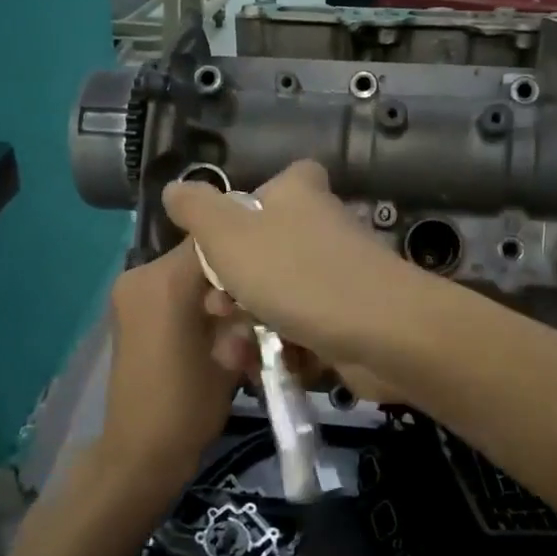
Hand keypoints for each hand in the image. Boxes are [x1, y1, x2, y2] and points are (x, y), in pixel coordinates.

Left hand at [95, 241, 239, 499]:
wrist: (139, 451)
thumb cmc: (189, 406)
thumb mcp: (231, 354)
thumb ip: (243, 311)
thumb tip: (258, 286)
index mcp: (165, 281)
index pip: (215, 236)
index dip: (247, 248)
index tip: (272, 268)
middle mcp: (141, 275)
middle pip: (199, 252)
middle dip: (230, 269)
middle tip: (259, 297)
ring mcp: (130, 291)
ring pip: (185, 269)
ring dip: (213, 285)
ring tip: (240, 314)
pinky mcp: (128, 308)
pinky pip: (170, 286)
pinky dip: (193, 297)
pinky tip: (216, 323)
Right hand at [161, 160, 425, 366]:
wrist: (381, 332)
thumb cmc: (295, 273)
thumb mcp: (228, 234)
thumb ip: (196, 209)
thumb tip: (175, 188)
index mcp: (297, 194)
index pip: (264, 188)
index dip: (234, 217)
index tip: (215, 248)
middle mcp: (319, 227)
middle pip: (259, 252)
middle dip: (229, 289)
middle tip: (217, 310)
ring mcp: (336, 275)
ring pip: (275, 296)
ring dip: (246, 326)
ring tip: (234, 352)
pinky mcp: (345, 317)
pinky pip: (299, 328)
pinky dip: (279, 347)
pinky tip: (260, 367)